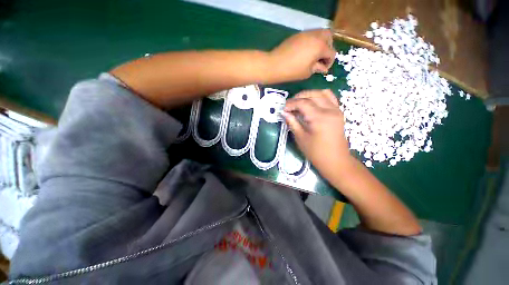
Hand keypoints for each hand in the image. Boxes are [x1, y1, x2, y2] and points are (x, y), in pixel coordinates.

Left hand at [269, 29, 335, 81]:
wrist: (275, 64)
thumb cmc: (292, 71)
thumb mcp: (307, 72)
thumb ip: (317, 68)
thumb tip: (323, 68)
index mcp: (320, 47)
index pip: (331, 52)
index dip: (329, 62)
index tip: (323, 69)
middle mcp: (315, 36)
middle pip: (329, 37)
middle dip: (328, 47)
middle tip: (321, 58)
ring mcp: (306, 33)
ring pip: (320, 33)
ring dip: (321, 43)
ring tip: (314, 55)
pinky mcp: (298, 34)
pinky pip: (310, 35)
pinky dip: (312, 41)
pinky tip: (306, 51)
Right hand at [283, 89, 351, 174]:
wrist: (335, 160)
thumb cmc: (316, 152)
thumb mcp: (300, 138)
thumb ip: (292, 122)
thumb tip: (284, 113)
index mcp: (320, 117)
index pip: (303, 103)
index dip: (291, 104)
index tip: (283, 109)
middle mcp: (330, 110)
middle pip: (313, 94)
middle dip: (298, 97)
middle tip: (289, 105)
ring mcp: (336, 110)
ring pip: (322, 93)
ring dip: (309, 95)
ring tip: (299, 102)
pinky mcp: (338, 113)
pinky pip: (330, 98)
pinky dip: (319, 97)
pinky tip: (311, 104)